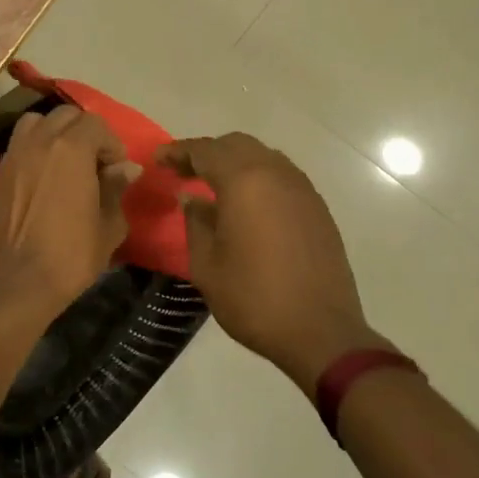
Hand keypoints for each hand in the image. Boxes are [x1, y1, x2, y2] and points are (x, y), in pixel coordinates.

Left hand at [0, 105, 139, 320]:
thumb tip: (127, 167)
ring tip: (64, 161)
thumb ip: (116, 188)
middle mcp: (40, 141)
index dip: (111, 143)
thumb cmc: (71, 255)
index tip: (117, 170)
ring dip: (54, 133)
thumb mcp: (108, 225)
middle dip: (85, 132)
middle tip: (94, 163)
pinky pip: (18, 144)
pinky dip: (34, 149)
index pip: (96, 124)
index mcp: (71, 149)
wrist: (18, 282)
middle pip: (66, 116)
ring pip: (36, 122)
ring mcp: (14, 155)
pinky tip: (41, 177)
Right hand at [156, 133, 387, 395]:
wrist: (321, 332)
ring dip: (235, 162)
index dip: (178, 152)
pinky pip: (282, 177)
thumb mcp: (207, 265)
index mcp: (244, 182)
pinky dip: (258, 178)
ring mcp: (302, 190)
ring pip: (263, 157)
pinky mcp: (318, 209)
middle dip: (207, 152)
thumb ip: (196, 222)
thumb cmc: (254, 299)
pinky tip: (247, 204)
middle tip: (183, 172)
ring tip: (213, 185)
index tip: (158, 160)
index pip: (205, 151)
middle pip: (236, 145)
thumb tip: (191, 198)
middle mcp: (276, 175)